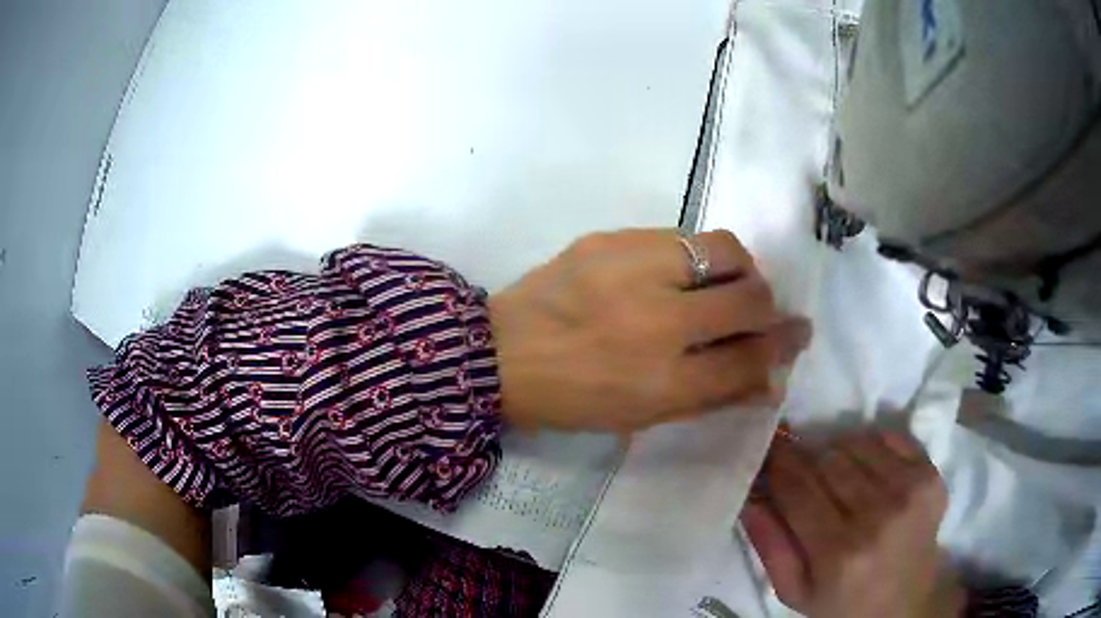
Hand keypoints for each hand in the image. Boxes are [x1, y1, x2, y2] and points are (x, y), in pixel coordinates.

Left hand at [488, 228, 810, 432]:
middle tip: (764, 309)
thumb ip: (711, 396)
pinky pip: (678, 236)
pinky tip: (680, 272)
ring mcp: (631, 270)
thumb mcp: (643, 415)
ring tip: (729, 283)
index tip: (798, 335)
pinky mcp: (609, 239)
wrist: (499, 354)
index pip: (748, 359)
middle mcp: (656, 322)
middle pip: (747, 298)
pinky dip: (695, 256)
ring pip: (722, 249)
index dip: (783, 348)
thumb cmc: (573, 398)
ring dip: (740, 268)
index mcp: (661, 382)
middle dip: (770, 305)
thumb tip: (769, 381)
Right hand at [741, 430, 964, 617]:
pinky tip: (866, 470)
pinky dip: (871, 447)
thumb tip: (750, 494)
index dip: (778, 464)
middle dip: (806, 459)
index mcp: (839, 553)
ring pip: (858, 443)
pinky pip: (892, 438)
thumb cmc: (842, 605)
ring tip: (834, 475)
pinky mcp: (932, 477)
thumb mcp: (794, 591)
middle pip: (828, 460)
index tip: (767, 451)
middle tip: (799, 468)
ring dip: (838, 453)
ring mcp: (911, 492)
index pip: (798, 488)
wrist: (903, 606)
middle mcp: (879, 517)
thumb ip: (769, 545)